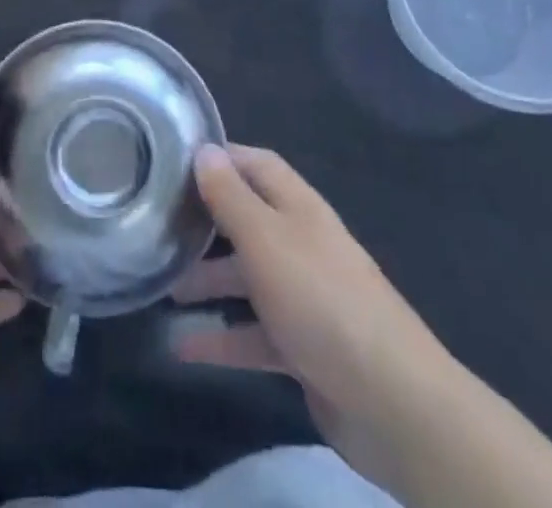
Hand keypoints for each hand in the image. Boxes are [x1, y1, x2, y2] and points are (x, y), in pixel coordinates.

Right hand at [171, 143, 449, 488]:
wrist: (392, 401)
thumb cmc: (320, 299)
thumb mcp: (265, 239)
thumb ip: (231, 197)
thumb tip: (204, 149)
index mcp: (298, 208)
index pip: (256, 164)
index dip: (219, 158)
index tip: (173, 161)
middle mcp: (301, 243)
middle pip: (247, 220)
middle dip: (205, 223)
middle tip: (159, 226)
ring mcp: (305, 297)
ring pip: (247, 278)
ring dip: (207, 281)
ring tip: (163, 289)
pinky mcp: (304, 347)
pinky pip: (254, 334)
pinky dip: (222, 339)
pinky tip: (183, 348)